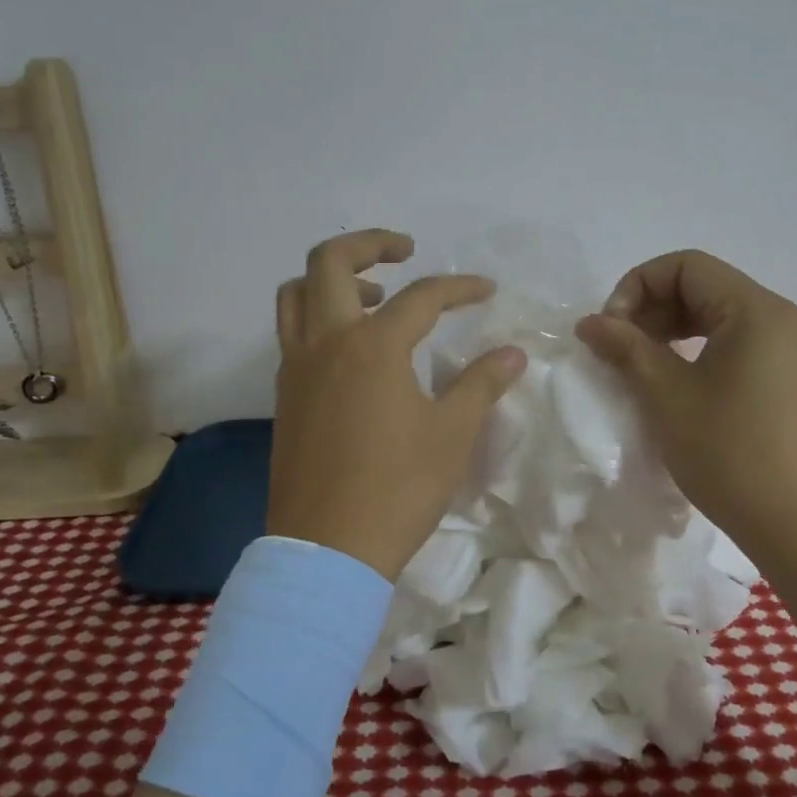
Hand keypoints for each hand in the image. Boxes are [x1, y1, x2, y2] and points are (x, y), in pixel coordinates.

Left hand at [268, 229, 527, 579]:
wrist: (327, 551)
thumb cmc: (397, 489)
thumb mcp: (452, 434)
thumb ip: (481, 384)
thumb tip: (512, 353)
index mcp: (372, 346)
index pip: (421, 296)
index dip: (459, 287)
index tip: (485, 291)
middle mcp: (325, 344)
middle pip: (327, 262)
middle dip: (368, 244)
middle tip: (404, 251)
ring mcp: (296, 369)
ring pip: (296, 295)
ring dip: (331, 279)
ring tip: (374, 297)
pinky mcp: (284, 397)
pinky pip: (292, 334)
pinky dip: (318, 318)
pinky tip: (353, 351)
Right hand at [575, 250, 796, 544]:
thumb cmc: (731, 455)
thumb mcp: (666, 396)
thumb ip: (625, 347)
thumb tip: (590, 322)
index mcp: (757, 309)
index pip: (686, 266)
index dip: (637, 285)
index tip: (611, 328)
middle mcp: (784, 316)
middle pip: (705, 286)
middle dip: (653, 307)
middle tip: (619, 348)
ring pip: (722, 315)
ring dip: (674, 329)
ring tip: (641, 364)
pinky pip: (741, 342)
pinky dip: (702, 349)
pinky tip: (679, 381)